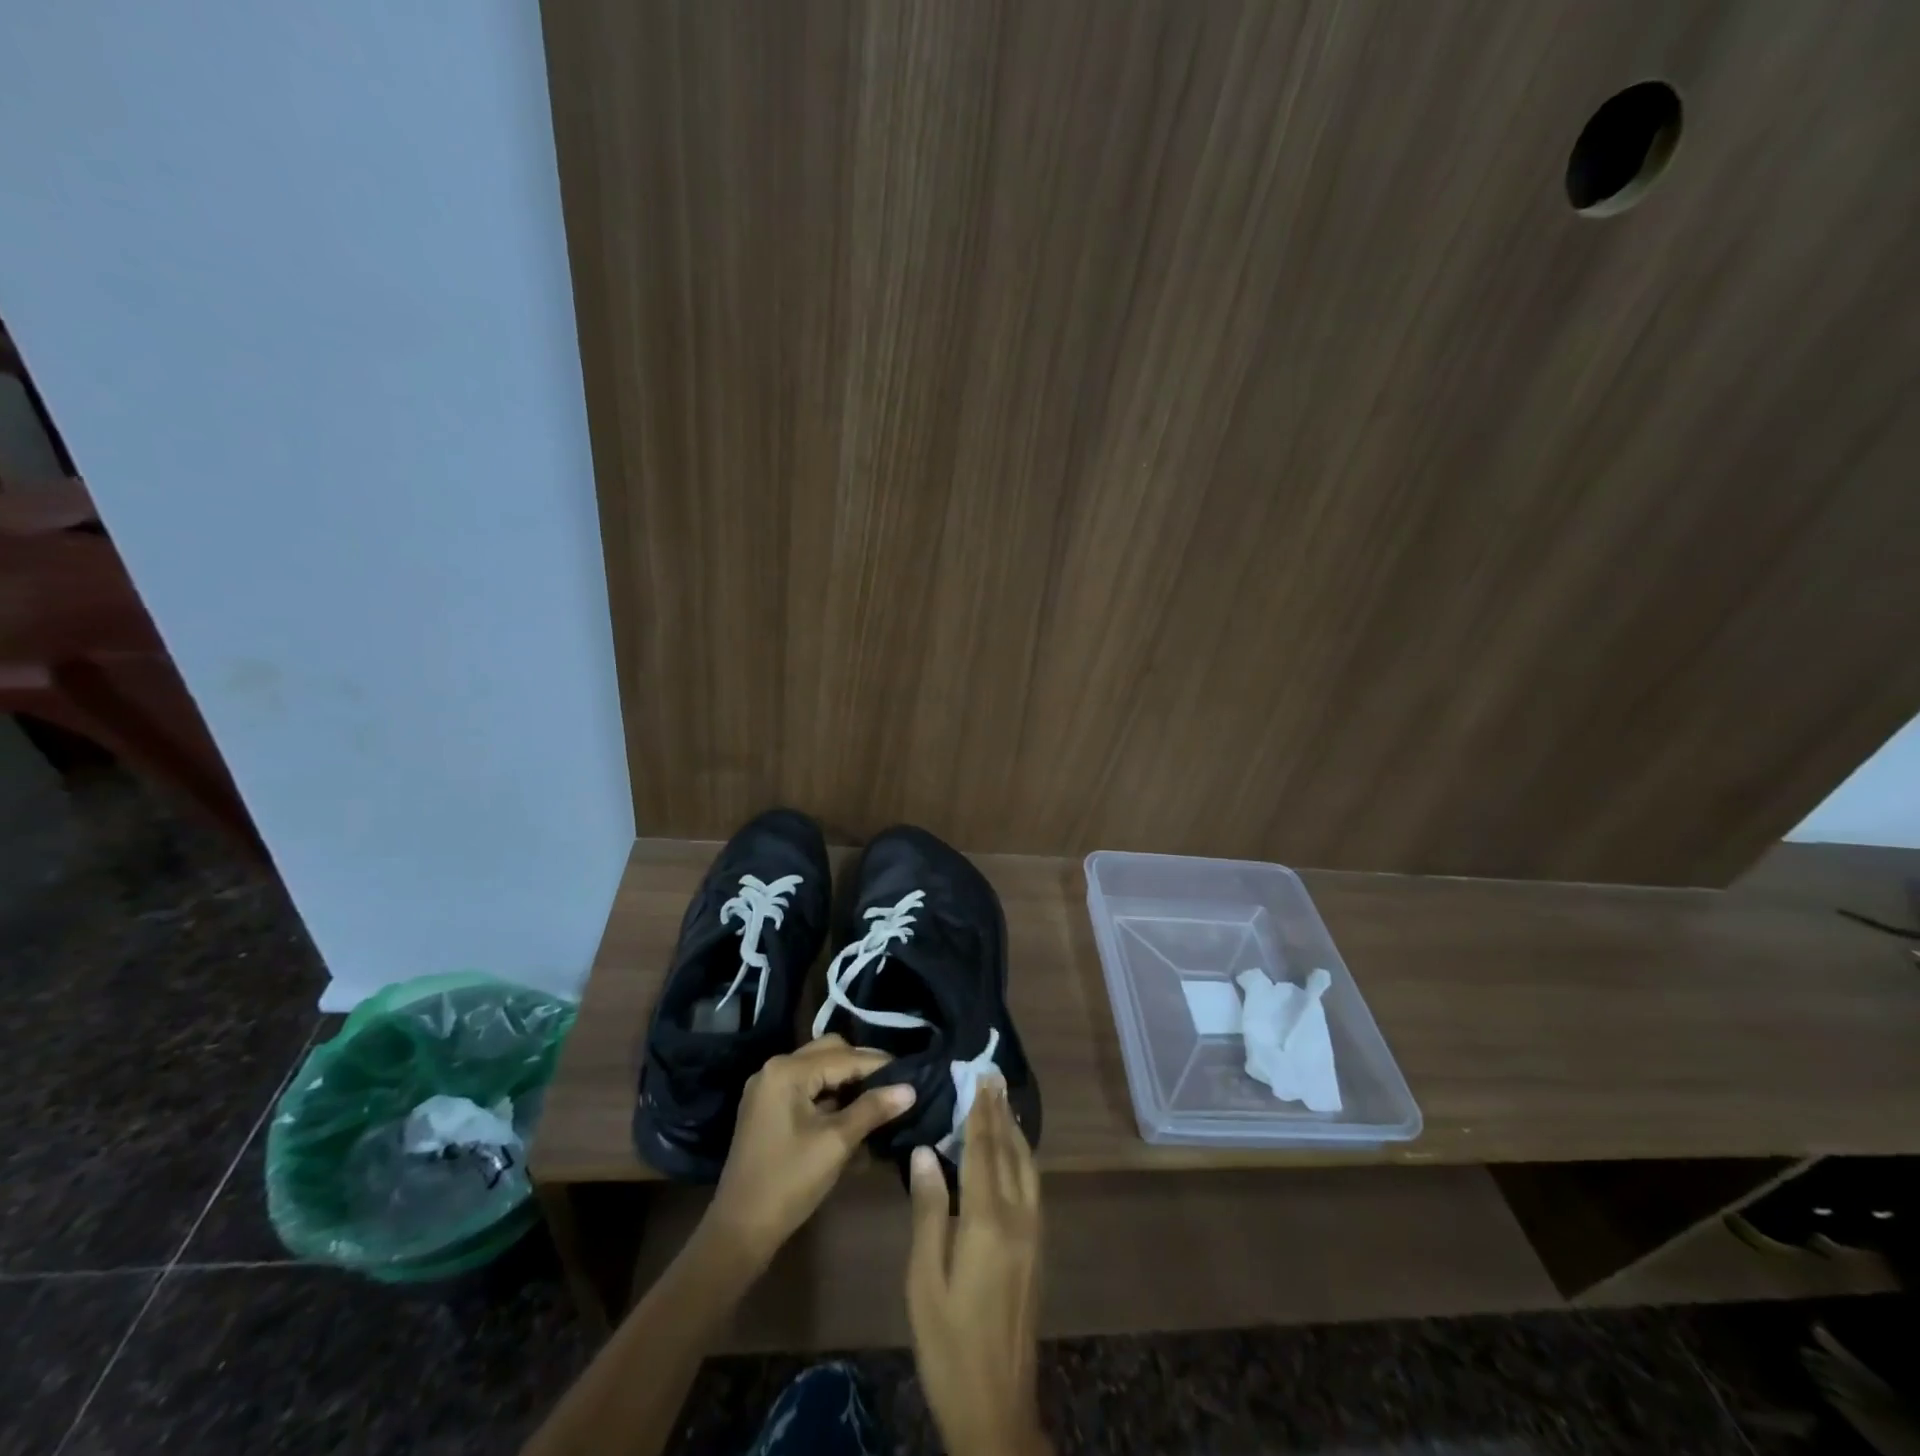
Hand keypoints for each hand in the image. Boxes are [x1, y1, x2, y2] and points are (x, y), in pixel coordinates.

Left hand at [706, 1034, 913, 1268]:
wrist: (739, 1231)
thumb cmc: (789, 1182)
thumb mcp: (836, 1143)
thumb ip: (872, 1109)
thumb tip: (910, 1089)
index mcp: (787, 1071)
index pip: (844, 1057)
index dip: (879, 1064)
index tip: (911, 1072)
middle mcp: (775, 1069)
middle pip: (830, 1053)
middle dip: (862, 1067)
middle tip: (893, 1084)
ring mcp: (767, 1089)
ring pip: (818, 1070)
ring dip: (846, 1082)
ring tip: (878, 1099)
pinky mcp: (767, 1109)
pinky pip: (806, 1089)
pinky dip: (829, 1096)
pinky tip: (852, 1114)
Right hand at [906, 1079, 1050, 1455]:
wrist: (996, 1407)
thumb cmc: (948, 1344)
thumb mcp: (924, 1280)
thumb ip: (928, 1211)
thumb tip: (924, 1152)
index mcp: (988, 1222)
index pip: (984, 1152)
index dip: (980, 1113)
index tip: (979, 1078)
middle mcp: (1019, 1219)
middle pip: (1012, 1153)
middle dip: (1001, 1113)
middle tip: (993, 1078)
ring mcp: (1033, 1236)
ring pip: (1028, 1169)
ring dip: (1015, 1133)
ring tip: (1004, 1104)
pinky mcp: (1037, 1252)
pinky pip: (1032, 1187)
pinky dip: (1022, 1159)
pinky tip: (1014, 1156)